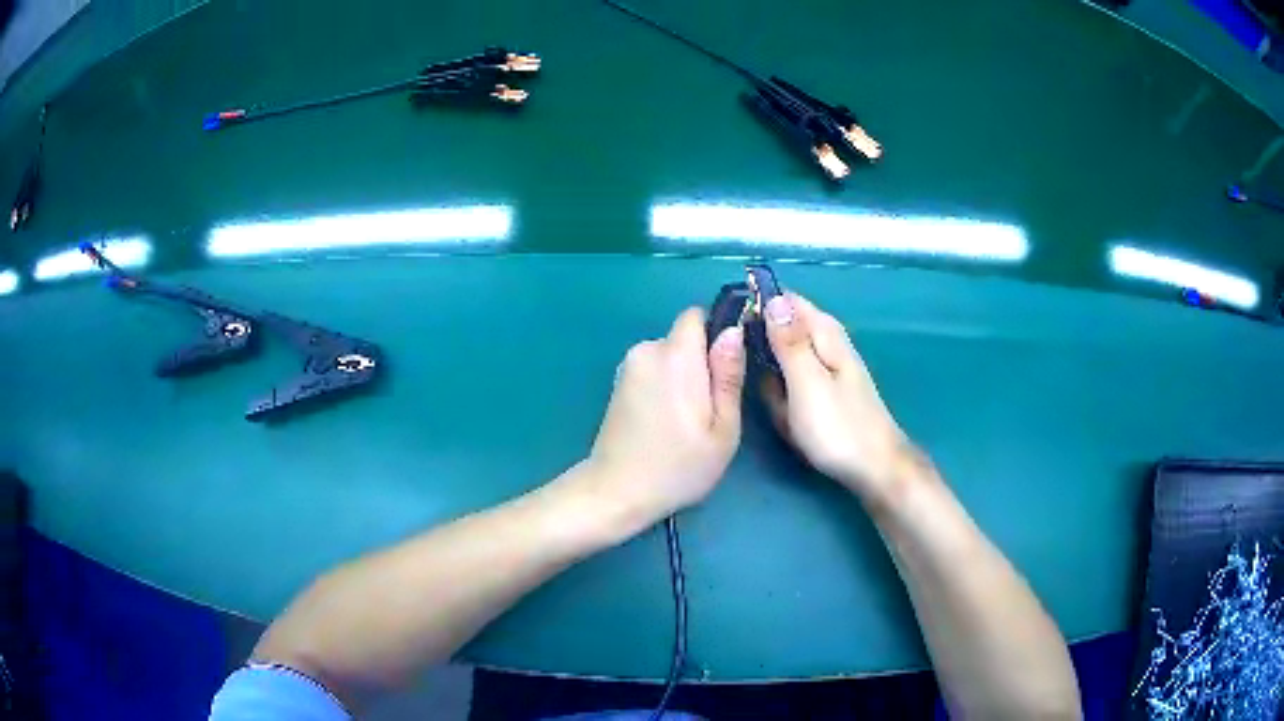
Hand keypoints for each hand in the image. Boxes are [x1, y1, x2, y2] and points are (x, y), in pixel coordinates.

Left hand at [583, 308, 746, 527]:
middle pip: (684, 338)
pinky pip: (652, 370)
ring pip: (669, 356)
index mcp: (675, 356)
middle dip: (700, 363)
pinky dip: (663, 387)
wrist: (616, 491)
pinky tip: (664, 422)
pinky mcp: (618, 383)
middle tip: (708, 408)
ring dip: (681, 377)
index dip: (716, 334)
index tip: (725, 369)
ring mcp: (628, 367)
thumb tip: (733, 331)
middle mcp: (647, 350)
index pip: (697, 315)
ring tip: (685, 420)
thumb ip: (729, 376)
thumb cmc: (678, 467)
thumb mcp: (723, 429)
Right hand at [760, 293, 913, 502]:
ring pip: (785, 362)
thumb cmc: (838, 427)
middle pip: (784, 331)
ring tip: (776, 406)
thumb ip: (789, 341)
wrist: (875, 469)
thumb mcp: (807, 381)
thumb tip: (773, 297)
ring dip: (774, 381)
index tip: (733, 331)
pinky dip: (786, 400)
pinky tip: (787, 418)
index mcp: (824, 334)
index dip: (758, 307)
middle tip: (753, 380)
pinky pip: (793, 387)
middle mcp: (827, 344)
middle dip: (763, 351)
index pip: (786, 300)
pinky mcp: (825, 394)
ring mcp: (827, 370)